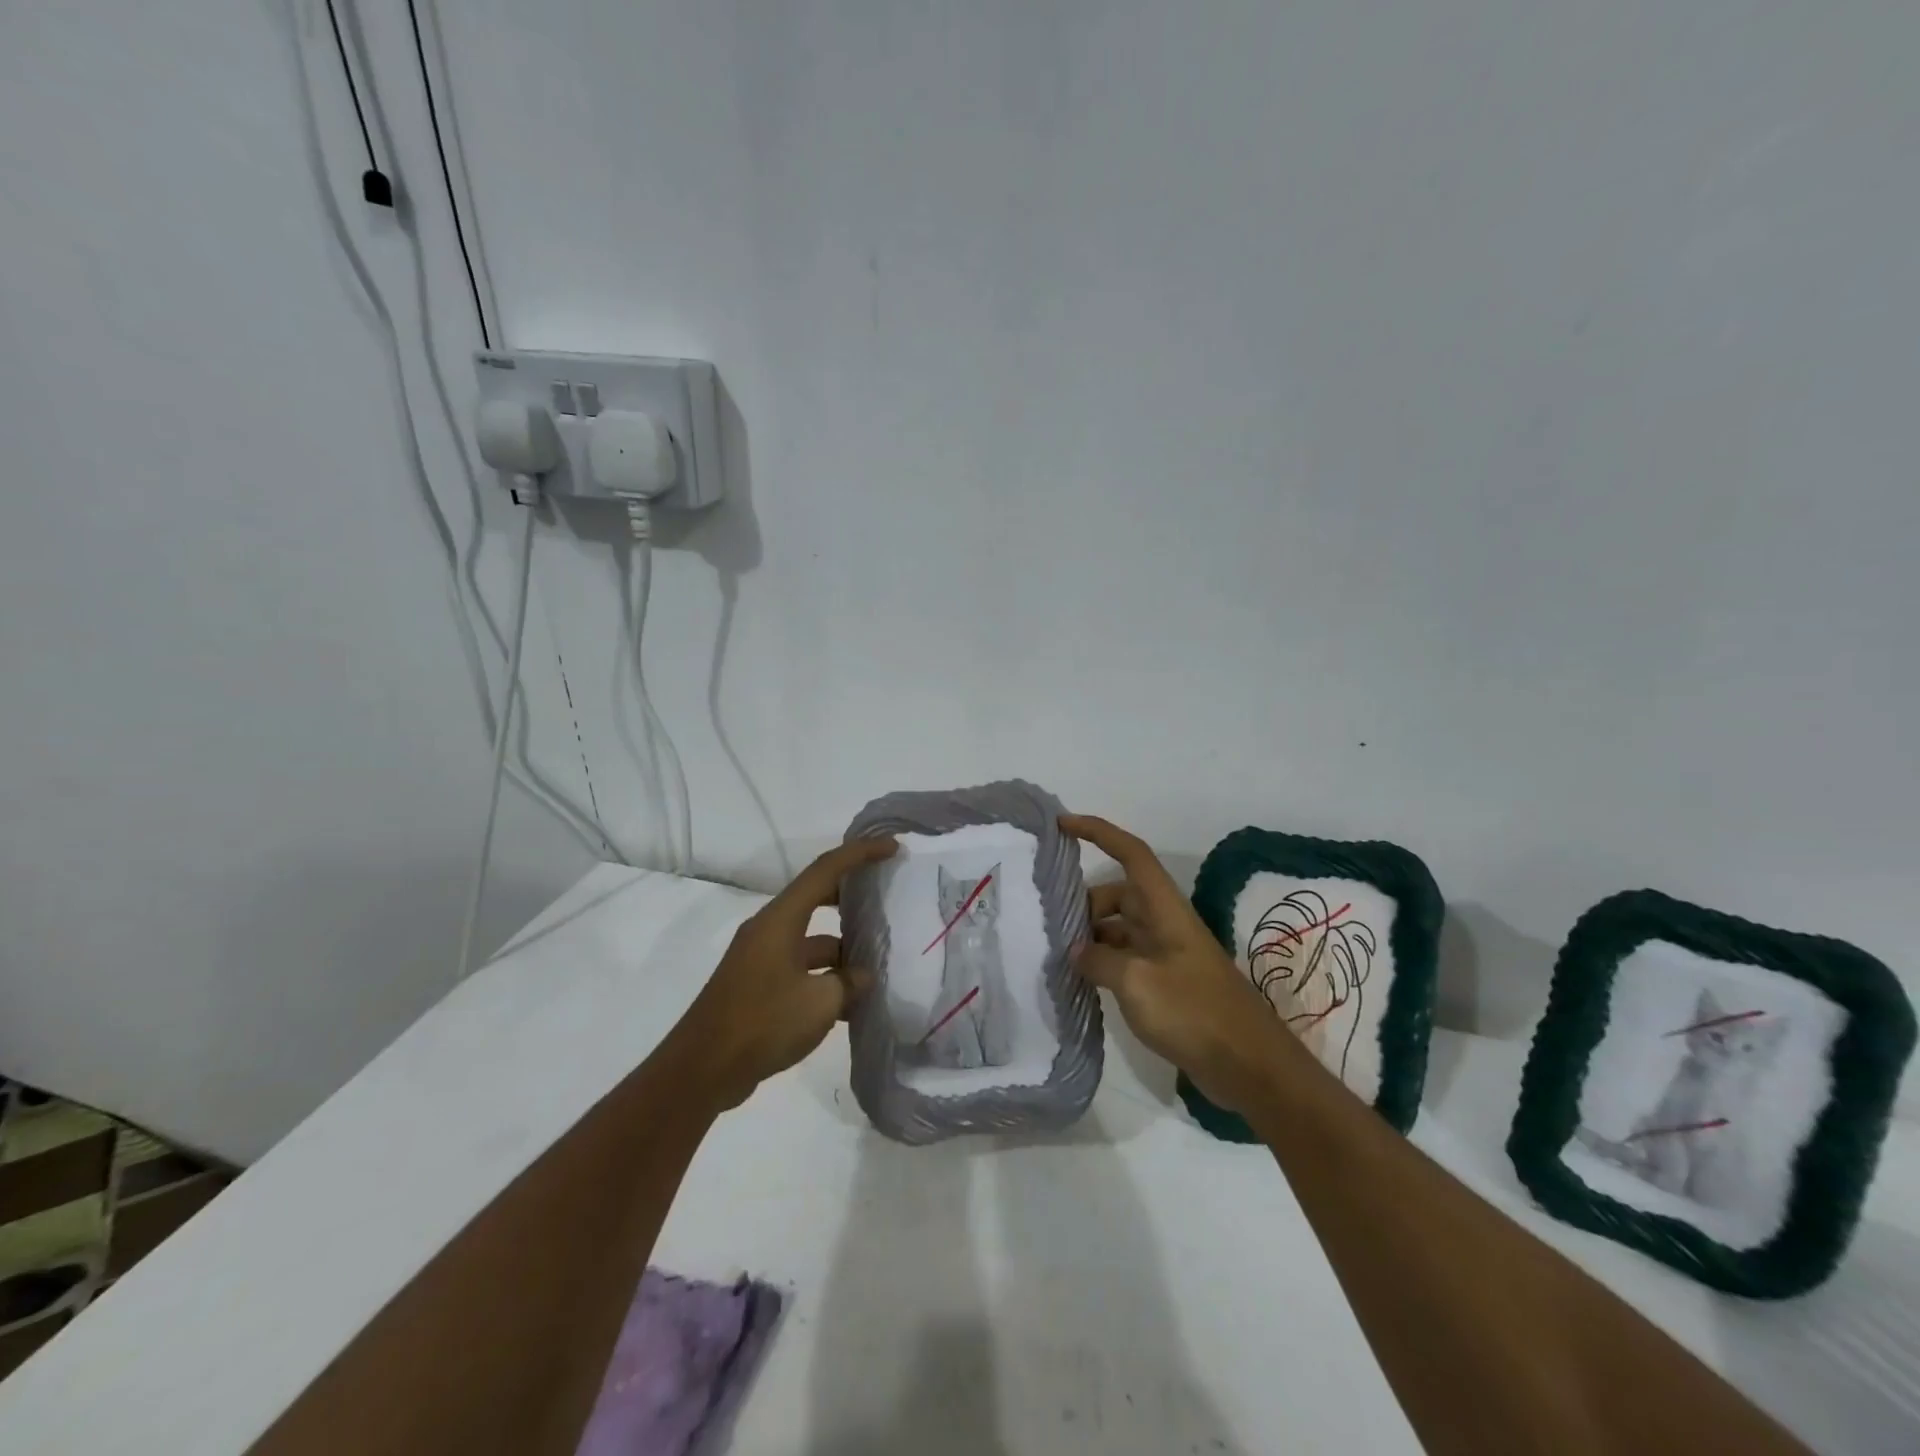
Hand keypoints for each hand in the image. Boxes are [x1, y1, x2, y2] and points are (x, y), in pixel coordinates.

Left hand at [667, 836, 898, 1110]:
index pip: (825, 870)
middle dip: (852, 895)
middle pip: (816, 897)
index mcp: (781, 920)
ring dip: (842, 949)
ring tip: (877, 964)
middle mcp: (769, 930)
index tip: (891, 848)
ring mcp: (761, 958)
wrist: (700, 1071)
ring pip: (811, 940)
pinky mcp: (757, 985)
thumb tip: (862, 976)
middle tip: (885, 896)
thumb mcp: (820, 1003)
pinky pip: (800, 967)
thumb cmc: (762, 1023)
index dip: (860, 853)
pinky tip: (850, 1003)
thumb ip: (849, 983)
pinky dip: (825, 977)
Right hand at [1062, 813, 1294, 1114]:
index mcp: (1164, 908)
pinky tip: (1081, 983)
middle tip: (1050, 928)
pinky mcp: (1166, 983)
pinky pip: (1126, 958)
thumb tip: (1076, 952)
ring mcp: (1166, 954)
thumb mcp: (1137, 983)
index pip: (1131, 853)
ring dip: (1091, 937)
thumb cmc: (1194, 1012)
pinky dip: (1103, 962)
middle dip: (1084, 903)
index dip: (1098, 832)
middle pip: (1118, 894)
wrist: (1249, 1066)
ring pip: (1119, 928)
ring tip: (1058, 958)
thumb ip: (1099, 961)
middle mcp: (1164, 923)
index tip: (1062, 825)